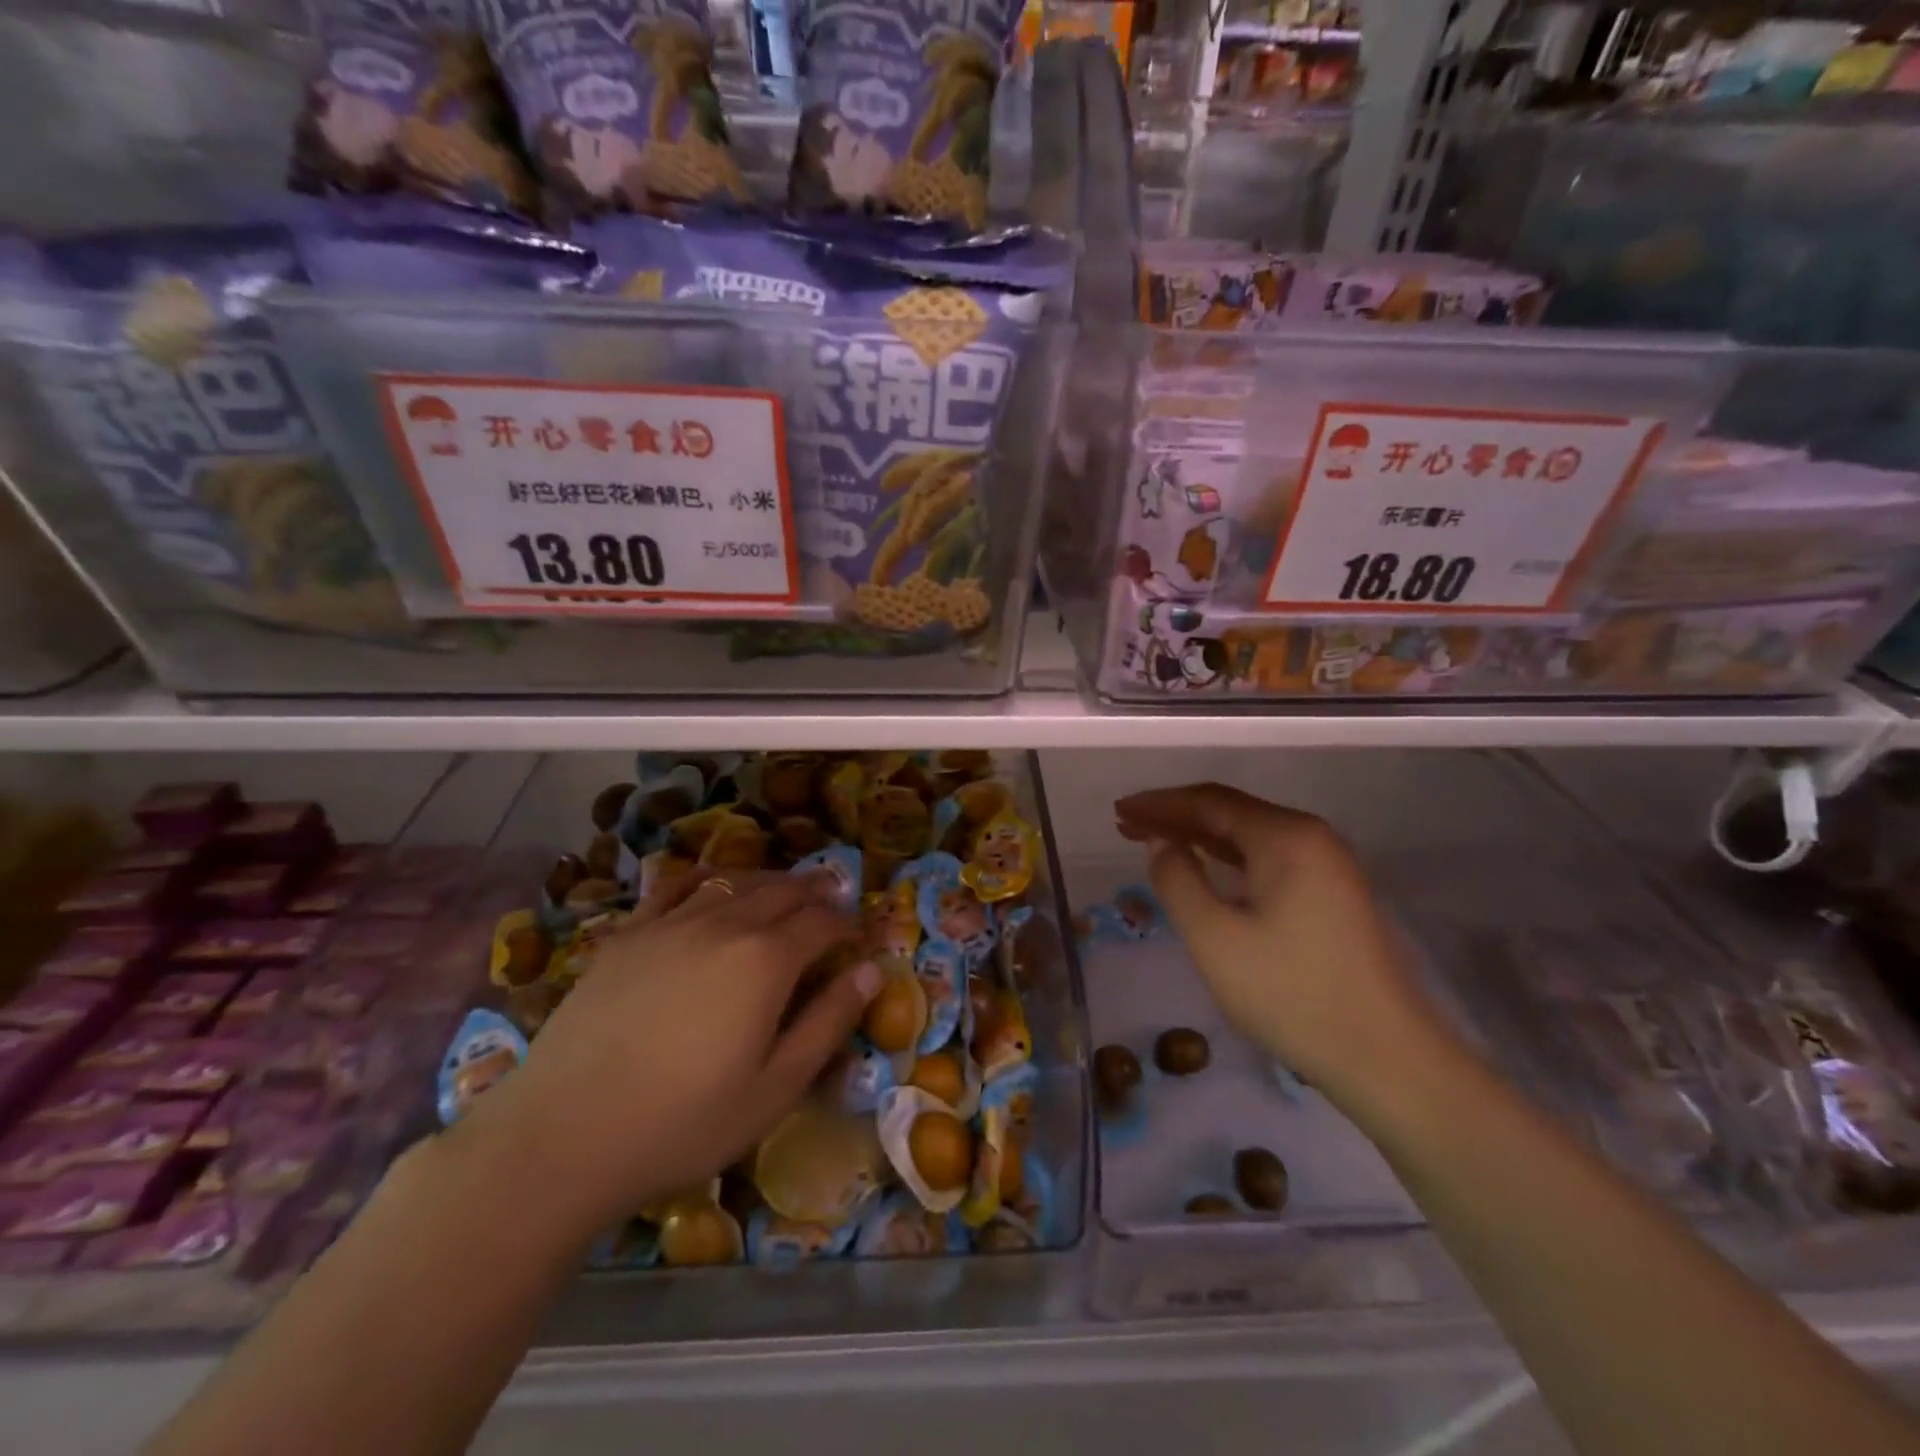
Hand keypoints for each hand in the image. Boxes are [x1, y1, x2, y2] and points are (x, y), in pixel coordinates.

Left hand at [457, 870, 881, 1247]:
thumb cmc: (684, 1122)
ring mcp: (670, 924)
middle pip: (782, 891)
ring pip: (734, 882)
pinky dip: (705, 879)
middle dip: (815, 892)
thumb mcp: (776, 1087)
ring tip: (784, 888)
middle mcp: (724, 924)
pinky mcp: (628, 934)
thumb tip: (873, 970)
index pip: (822, 922)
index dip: (847, 925)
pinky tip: (712, 886)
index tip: (858, 937)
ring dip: (768, 880)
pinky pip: (675, 887)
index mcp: (766, 960)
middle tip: (832, 899)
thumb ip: (829, 1022)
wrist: (564, 1136)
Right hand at [1114, 783, 1454, 1102]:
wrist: (1385, 1057)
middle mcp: (1310, 837)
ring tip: (1152, 840)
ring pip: (1248, 835)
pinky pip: (1267, 858)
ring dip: (1198, 835)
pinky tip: (1204, 866)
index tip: (1119, 811)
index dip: (1159, 803)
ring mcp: (1326, 865)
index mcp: (1285, 837)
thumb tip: (1162, 843)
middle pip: (1230, 812)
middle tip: (1126, 825)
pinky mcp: (1331, 893)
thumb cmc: (1290, 994)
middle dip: (1175, 816)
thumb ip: (1178, 880)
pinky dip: (1226, 857)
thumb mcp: (1214, 938)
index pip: (1209, 802)